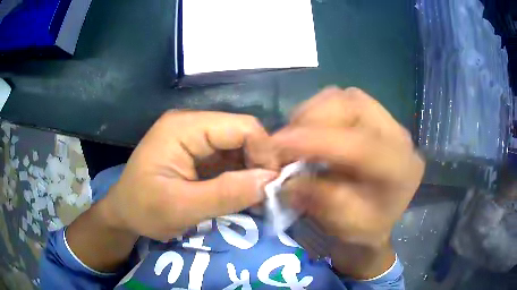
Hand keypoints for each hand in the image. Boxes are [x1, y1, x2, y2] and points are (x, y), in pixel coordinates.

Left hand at [101, 111, 277, 240]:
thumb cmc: (144, 209)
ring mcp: (194, 137)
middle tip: (268, 194)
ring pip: (239, 146)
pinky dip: (241, 175)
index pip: (241, 127)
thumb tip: (271, 180)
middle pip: (242, 133)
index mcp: (183, 128)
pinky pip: (229, 157)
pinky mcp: (197, 152)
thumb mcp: (182, 208)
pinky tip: (245, 193)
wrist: (124, 213)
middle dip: (260, 162)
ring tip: (259, 196)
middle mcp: (191, 124)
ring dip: (252, 170)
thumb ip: (227, 194)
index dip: (264, 152)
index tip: (273, 185)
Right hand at [273, 87, 424, 277]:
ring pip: (344, 96)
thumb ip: (317, 198)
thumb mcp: (342, 222)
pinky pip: (341, 98)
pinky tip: (310, 130)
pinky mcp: (374, 115)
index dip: (316, 141)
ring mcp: (387, 121)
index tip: (276, 144)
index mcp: (401, 170)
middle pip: (354, 106)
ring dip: (312, 113)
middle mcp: (399, 136)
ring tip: (295, 136)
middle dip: (311, 119)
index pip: (361, 145)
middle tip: (284, 142)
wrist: (378, 216)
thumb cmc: (364, 226)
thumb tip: (285, 177)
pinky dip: (318, 110)